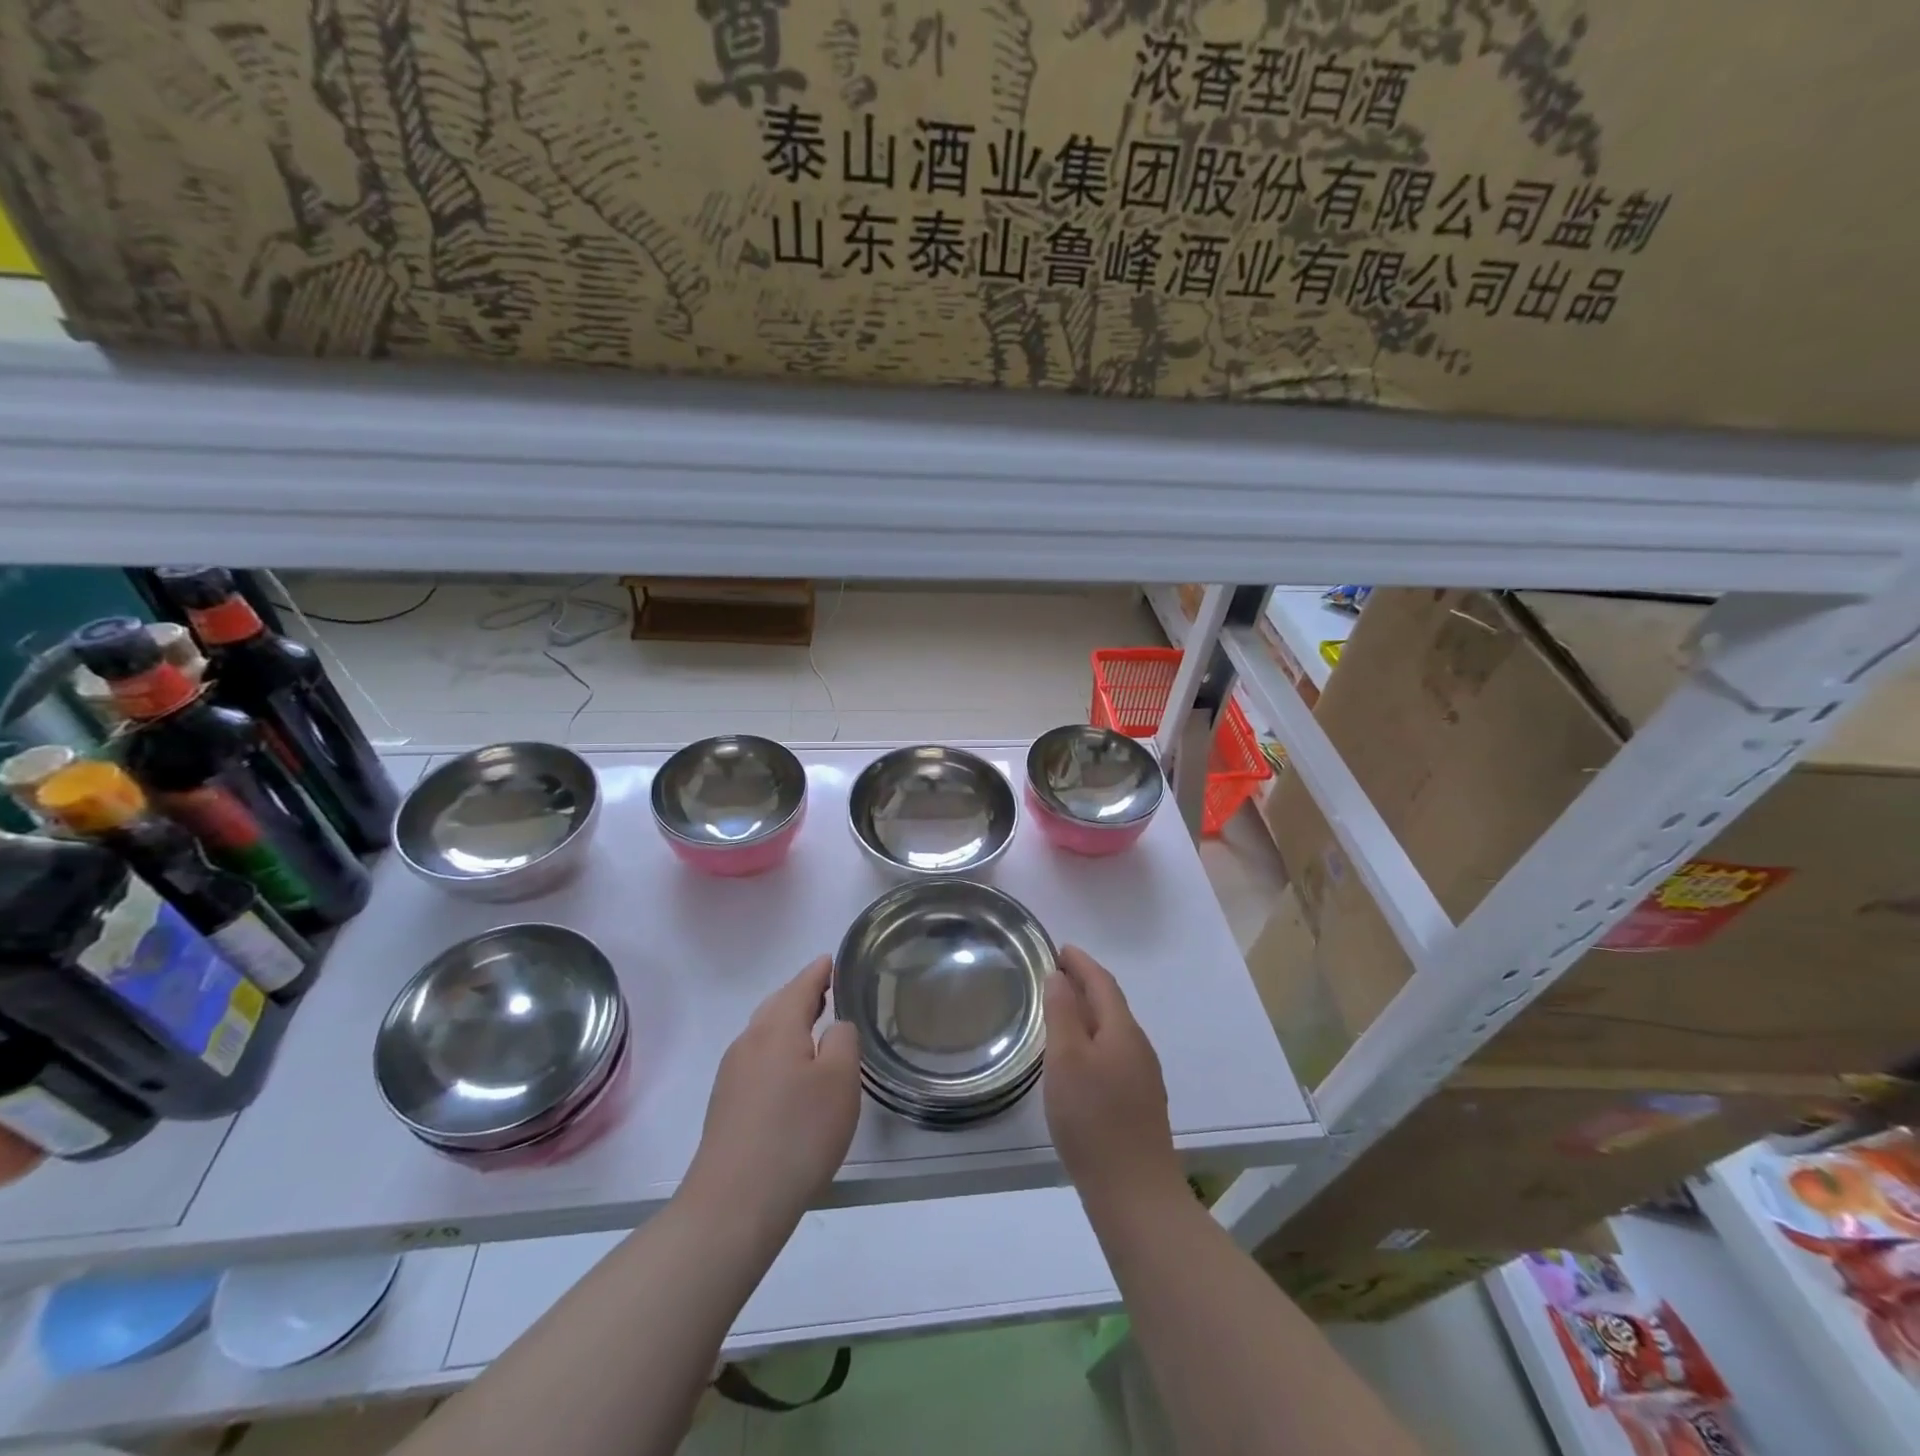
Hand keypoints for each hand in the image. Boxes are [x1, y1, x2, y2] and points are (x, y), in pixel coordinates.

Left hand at [686, 956, 860, 1226]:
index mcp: (777, 1028)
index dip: (819, 971)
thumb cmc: (797, 1135)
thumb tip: (834, 1027)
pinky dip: (779, 1048)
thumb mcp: (840, 1082)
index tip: (832, 959)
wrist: (734, 1204)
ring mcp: (732, 1073)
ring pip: (765, 1031)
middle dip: (802, 993)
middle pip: (778, 1005)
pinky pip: (758, 1057)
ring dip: (789, 1021)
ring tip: (815, 1024)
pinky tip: (792, 1069)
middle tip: (828, 988)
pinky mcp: (727, 1103)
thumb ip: (843, 1040)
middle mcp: (749, 1042)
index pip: (801, 986)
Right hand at [1044, 946, 1183, 1208]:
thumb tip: (1060, 977)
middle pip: (1111, 1004)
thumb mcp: (1067, 1059)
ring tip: (1061, 1011)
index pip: (1102, 982)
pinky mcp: (1139, 1103)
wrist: (1134, 1193)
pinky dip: (1093, 1040)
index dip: (1081, 963)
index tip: (1059, 948)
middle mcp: (1138, 1047)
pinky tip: (1077, 1059)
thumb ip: (1063, 1013)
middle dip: (1085, 984)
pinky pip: (1113, 1054)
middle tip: (1054, 974)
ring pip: (1112, 1031)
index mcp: (1123, 1030)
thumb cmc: (1093, 1119)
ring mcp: (1143, 1077)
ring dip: (1089, 1013)